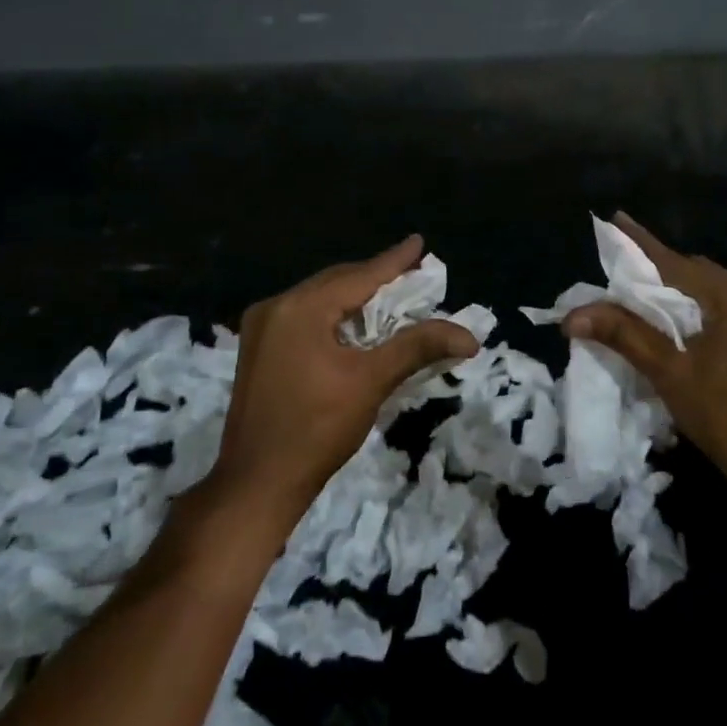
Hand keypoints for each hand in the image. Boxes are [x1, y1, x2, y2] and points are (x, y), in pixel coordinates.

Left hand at [209, 236, 479, 526]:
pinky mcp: (259, 351)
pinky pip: (304, 318)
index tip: (418, 242)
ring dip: (355, 298)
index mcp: (299, 308)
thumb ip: (417, 347)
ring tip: (390, 295)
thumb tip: (469, 336)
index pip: (358, 276)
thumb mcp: (371, 382)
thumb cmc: (317, 429)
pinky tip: (354, 325)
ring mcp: (261, 329)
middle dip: (375, 278)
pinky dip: (334, 316)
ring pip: (319, 300)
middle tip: (411, 273)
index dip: (393, 261)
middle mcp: (276, 307)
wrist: (257, 483)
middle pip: (336, 283)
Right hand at [563, 213, 726, 490]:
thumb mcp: (669, 372)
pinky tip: (684, 330)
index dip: (640, 242)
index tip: (615, 218)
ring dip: (682, 294)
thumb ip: (624, 335)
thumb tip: (573, 315)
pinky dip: (701, 312)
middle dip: (661, 270)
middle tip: (625, 272)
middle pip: (697, 274)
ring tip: (647, 300)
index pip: (675, 262)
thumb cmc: (726, 415)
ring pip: (714, 295)